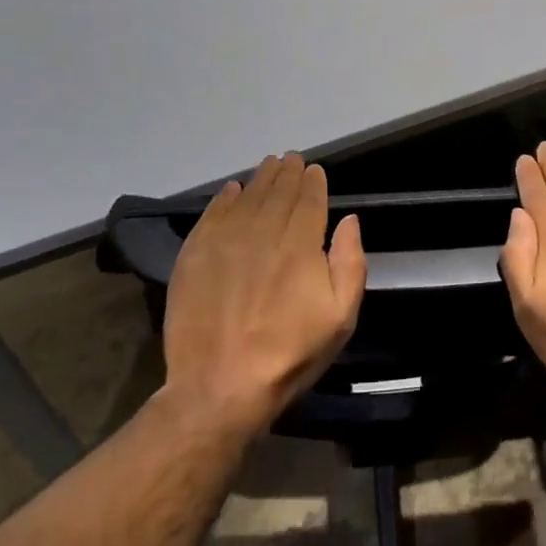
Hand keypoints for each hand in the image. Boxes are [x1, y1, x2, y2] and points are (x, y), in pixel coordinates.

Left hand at [160, 153, 365, 437]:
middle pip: (278, 192)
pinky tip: (231, 190)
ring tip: (268, 166)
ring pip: (246, 197)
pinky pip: (213, 214)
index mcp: (301, 245)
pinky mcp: (195, 255)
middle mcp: (263, 232)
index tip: (314, 170)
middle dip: (288, 173)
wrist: (220, 385)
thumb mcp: (341, 318)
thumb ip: (350, 263)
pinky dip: (224, 198)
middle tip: (291, 159)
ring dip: (260, 179)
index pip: (309, 200)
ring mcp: (225, 241)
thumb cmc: (290, 354)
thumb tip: (350, 220)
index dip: (313, 182)